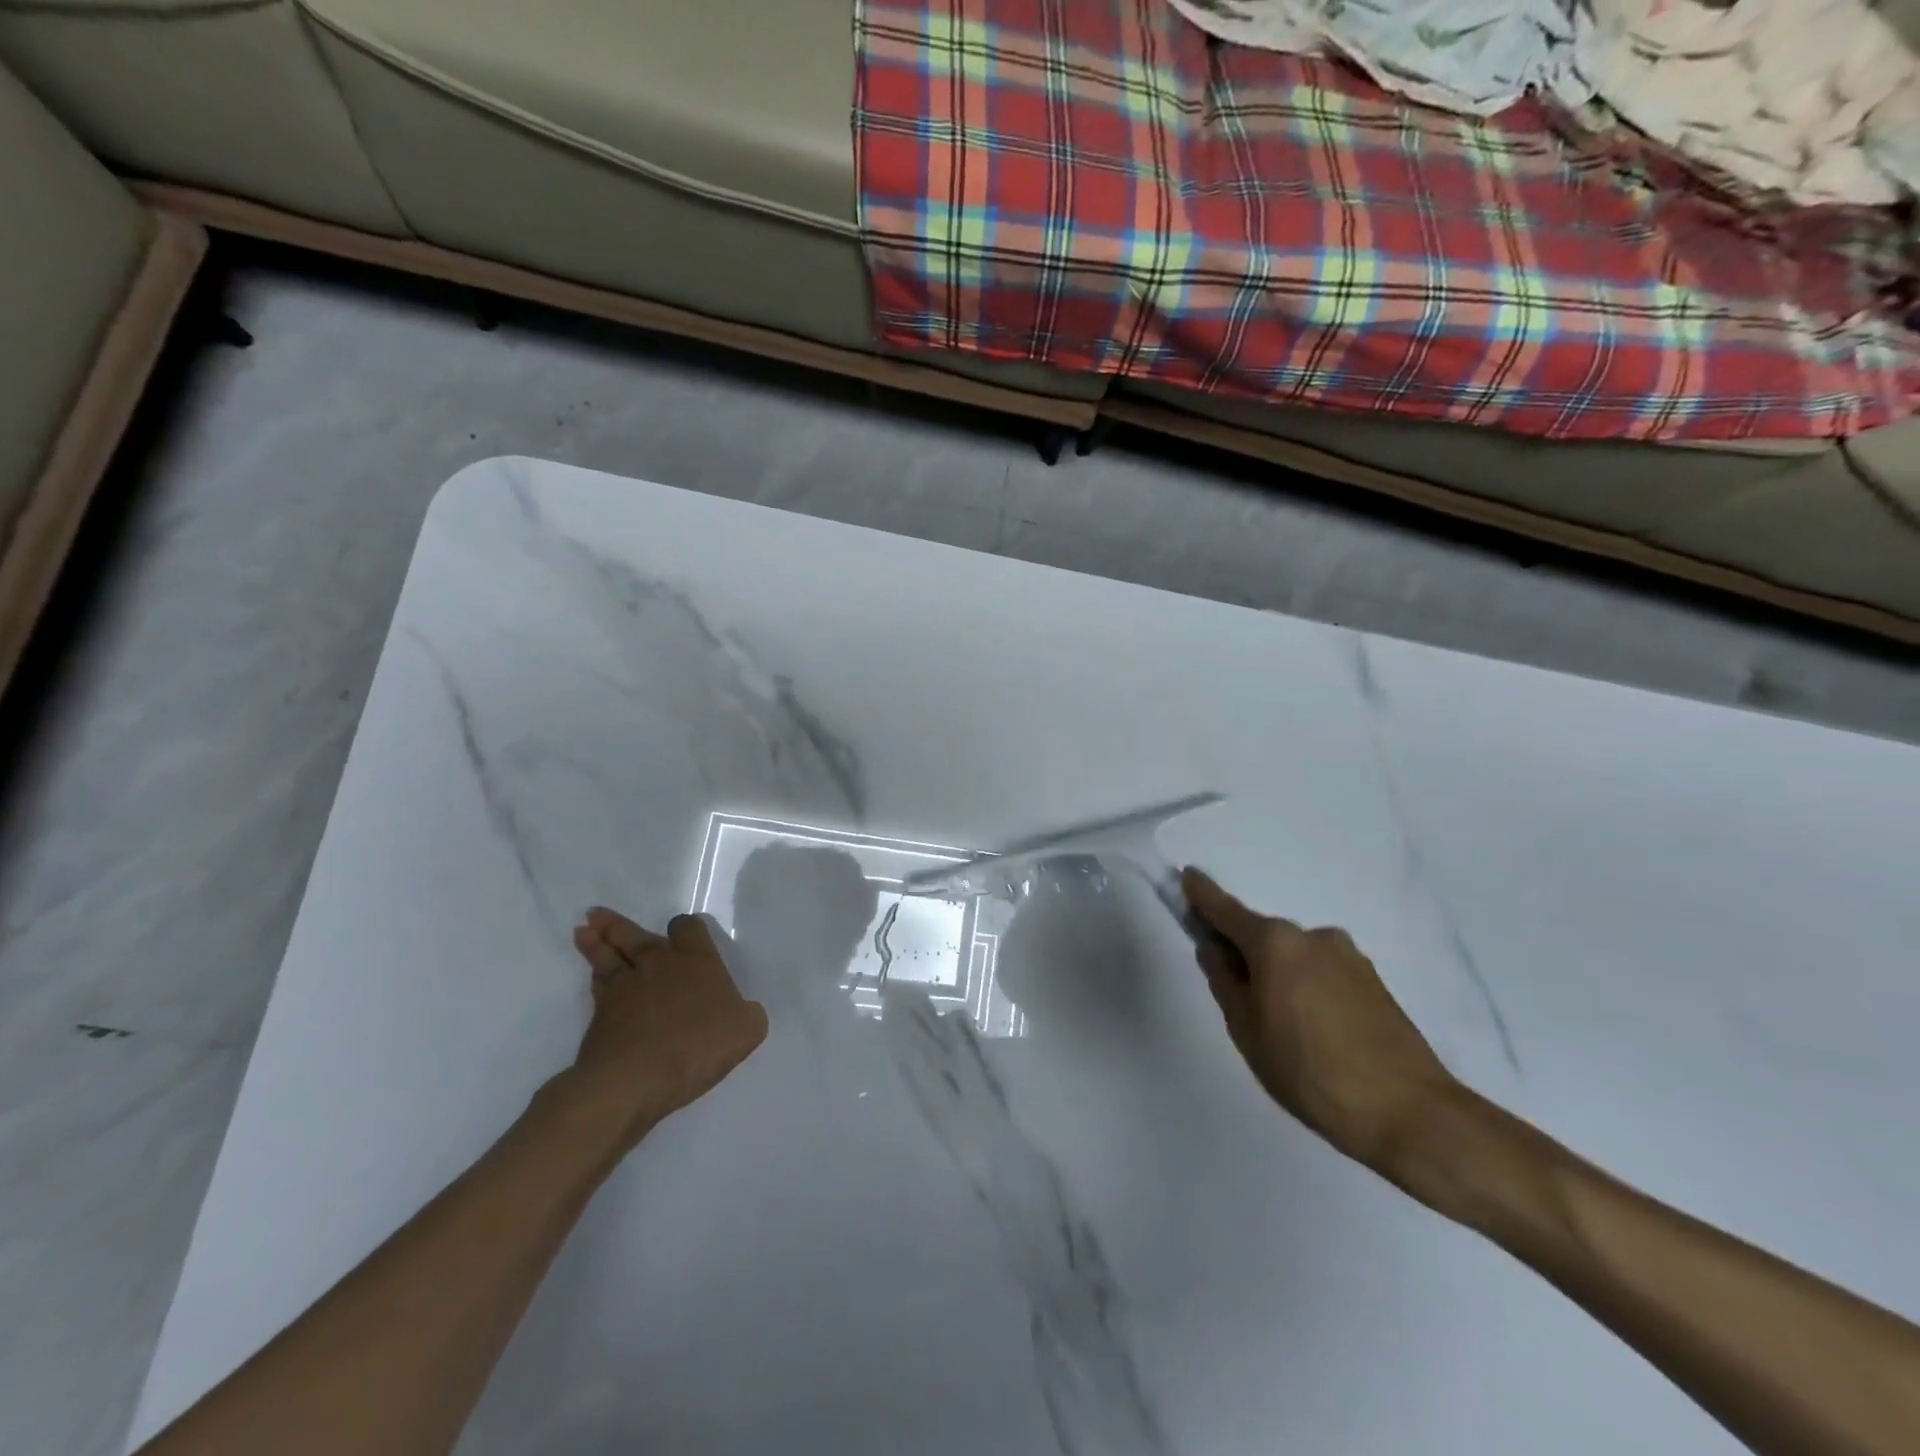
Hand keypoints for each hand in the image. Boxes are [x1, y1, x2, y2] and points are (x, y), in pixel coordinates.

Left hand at [564, 908, 768, 1147]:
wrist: (635, 1079)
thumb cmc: (698, 1047)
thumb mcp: (747, 1030)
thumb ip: (747, 1013)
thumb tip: (741, 1010)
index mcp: (697, 961)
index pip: (688, 928)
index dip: (684, 927)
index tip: (682, 931)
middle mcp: (659, 964)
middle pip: (635, 935)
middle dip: (617, 924)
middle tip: (596, 914)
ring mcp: (625, 986)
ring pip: (608, 955)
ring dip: (595, 942)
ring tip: (583, 931)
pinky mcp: (600, 1013)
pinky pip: (597, 984)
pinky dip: (594, 975)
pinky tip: (592, 973)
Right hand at [1183, 868, 1458, 1176]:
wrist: (1409, 1113)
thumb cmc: (1309, 1071)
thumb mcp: (1247, 1030)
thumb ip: (1225, 982)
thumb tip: (1215, 950)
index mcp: (1275, 943)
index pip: (1227, 910)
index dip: (1203, 895)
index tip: (1187, 876)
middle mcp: (1312, 936)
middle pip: (1263, 937)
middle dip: (1244, 954)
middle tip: (1237, 998)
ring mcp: (1348, 957)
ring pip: (1295, 957)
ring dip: (1279, 975)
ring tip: (1283, 1029)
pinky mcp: (1373, 981)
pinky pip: (1322, 973)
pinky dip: (1307, 988)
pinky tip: (1315, 1032)